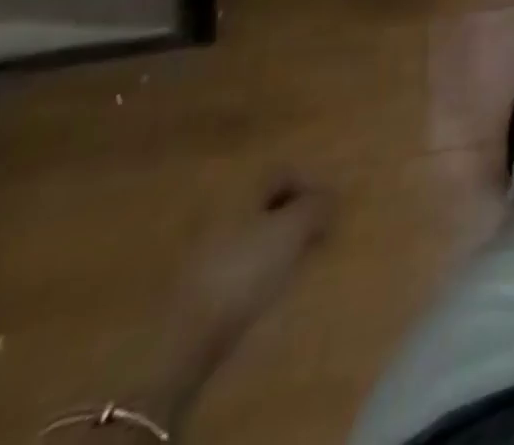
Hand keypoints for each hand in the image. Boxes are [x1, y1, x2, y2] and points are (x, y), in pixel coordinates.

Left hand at [174, 181, 336, 358]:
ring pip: (250, 232)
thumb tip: (330, 196)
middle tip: (318, 237)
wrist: (181, 341)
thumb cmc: (243, 271)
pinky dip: (255, 267)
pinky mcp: (192, 285)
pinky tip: (266, 288)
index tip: (331, 214)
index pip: (285, 171)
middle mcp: (217, 206)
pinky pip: (235, 261)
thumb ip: (316, 206)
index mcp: (240, 185)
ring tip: (296, 266)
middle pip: (265, 201)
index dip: (313, 187)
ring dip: (275, 242)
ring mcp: (200, 247)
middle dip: (294, 214)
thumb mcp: (292, 231)